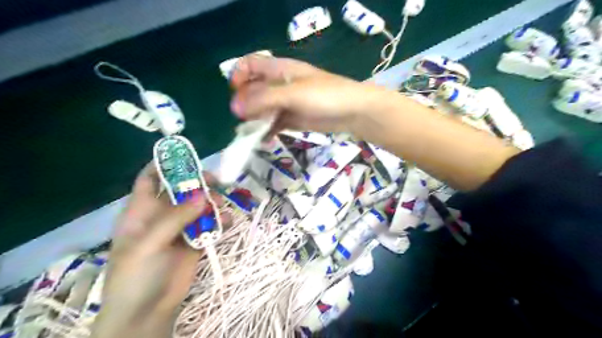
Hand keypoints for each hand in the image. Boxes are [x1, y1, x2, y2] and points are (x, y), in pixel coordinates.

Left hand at [89, 162, 220, 336]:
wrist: (148, 312)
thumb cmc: (136, 276)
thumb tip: (201, 195)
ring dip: (213, 202)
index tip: (186, 155)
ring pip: (199, 205)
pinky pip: (211, 223)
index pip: (150, 179)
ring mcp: (181, 227)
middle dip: (198, 182)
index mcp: (142, 211)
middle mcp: (162, 215)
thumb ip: (174, 219)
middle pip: (181, 189)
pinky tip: (229, 222)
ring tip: (221, 206)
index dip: (164, 165)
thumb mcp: (148, 245)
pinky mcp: (197, 240)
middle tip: (215, 181)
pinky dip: (222, 220)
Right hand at [227, 55, 390, 135]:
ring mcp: (287, 103)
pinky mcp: (294, 119)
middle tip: (244, 119)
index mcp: (280, 70)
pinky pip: (275, 123)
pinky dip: (268, 131)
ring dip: (255, 120)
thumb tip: (234, 108)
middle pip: (254, 89)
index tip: (236, 94)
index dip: (239, 76)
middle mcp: (281, 84)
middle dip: (246, 103)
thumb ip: (263, 99)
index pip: (251, 65)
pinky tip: (264, 140)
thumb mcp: (293, 94)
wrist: (353, 112)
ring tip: (251, 133)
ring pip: (263, 109)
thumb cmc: (325, 96)